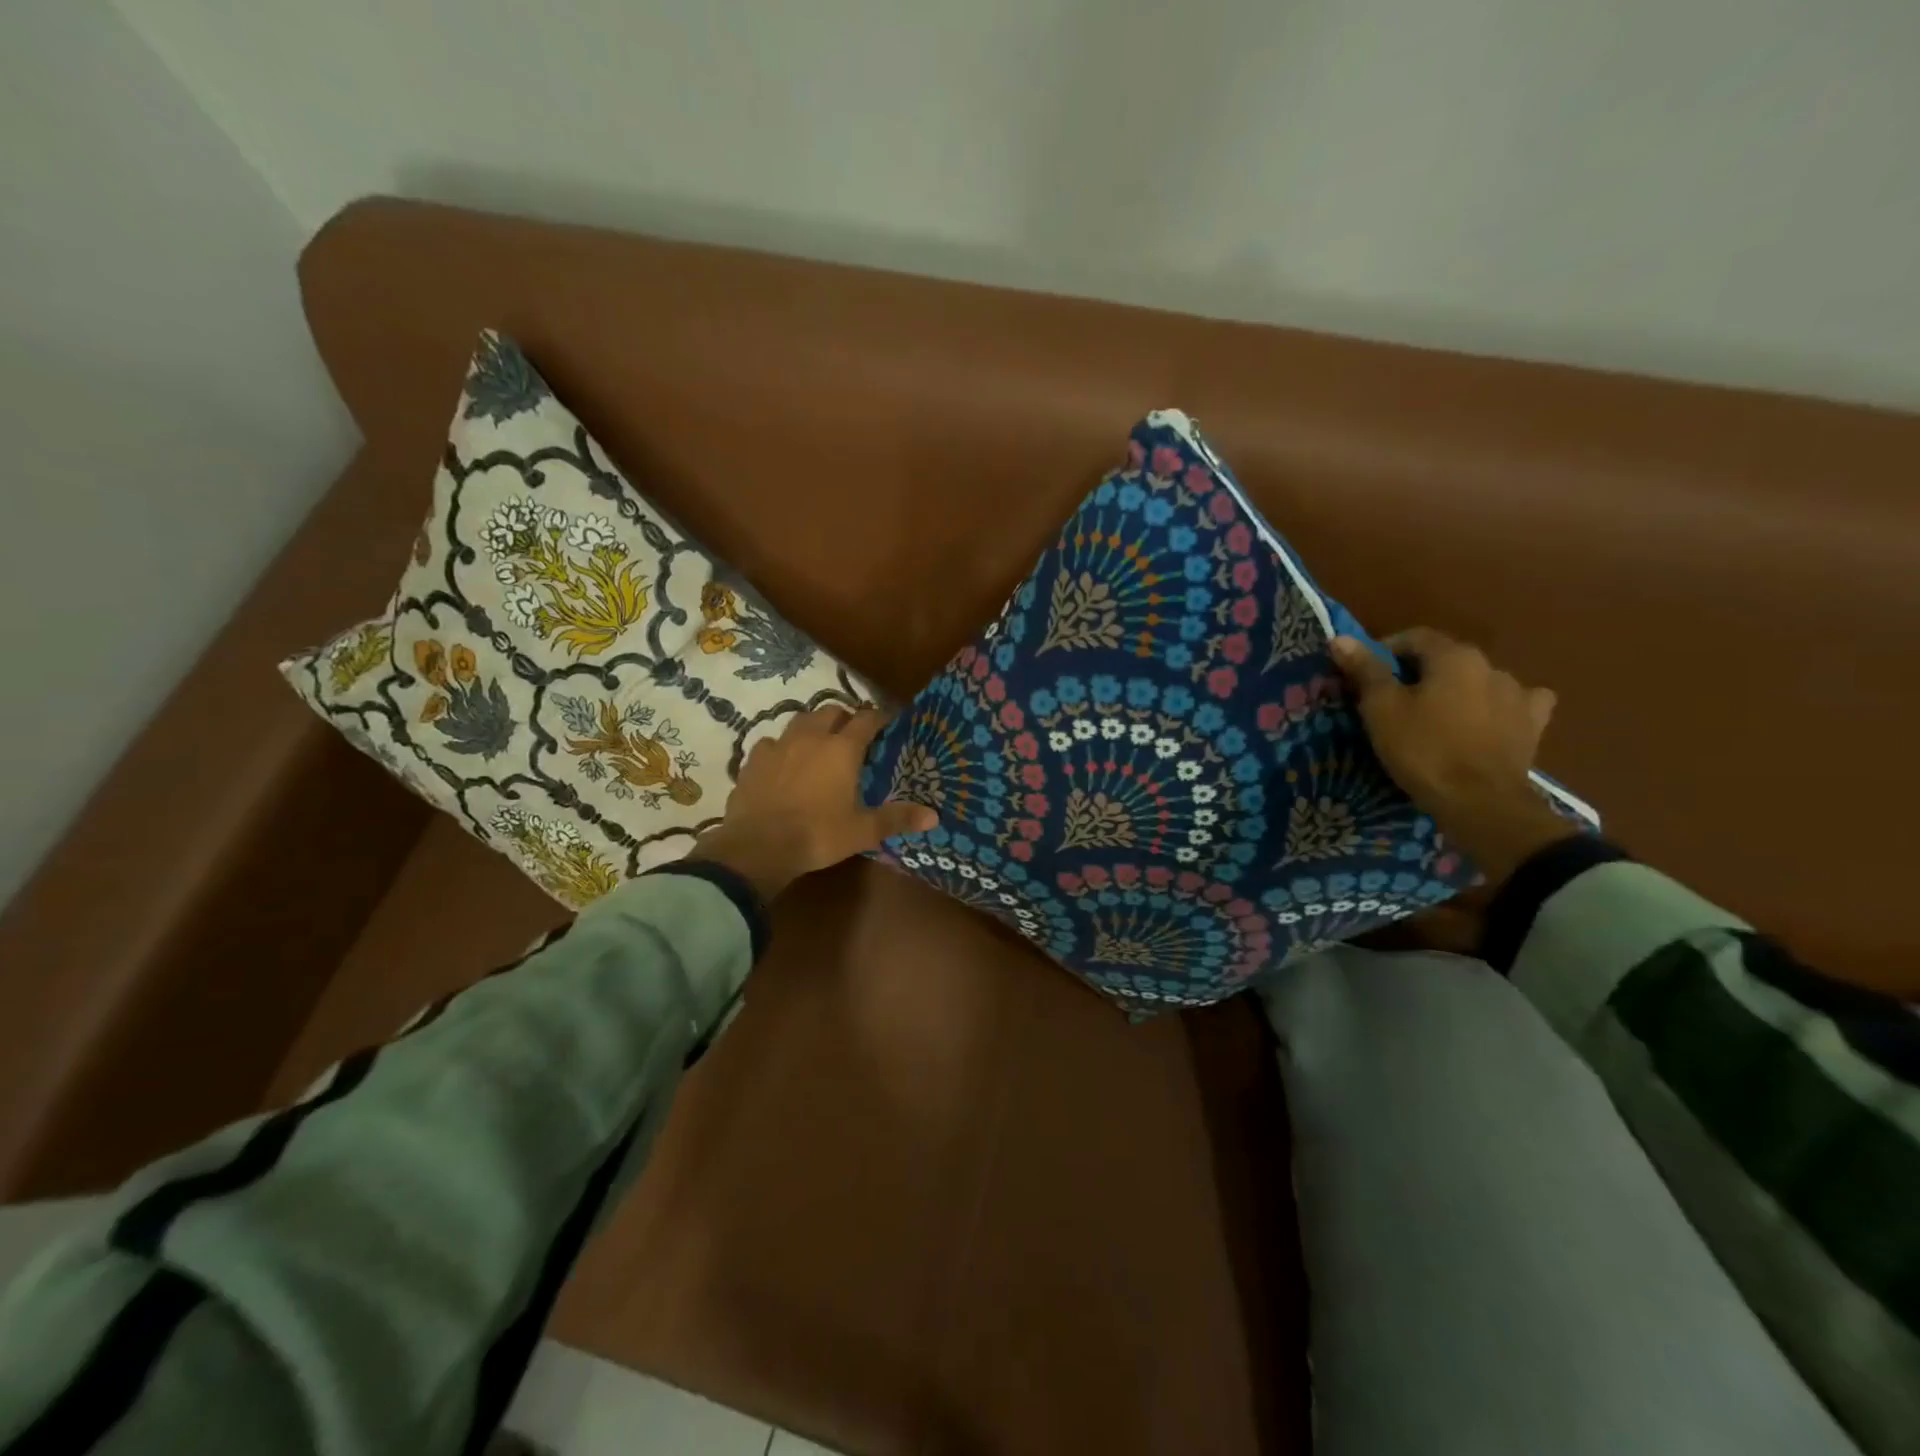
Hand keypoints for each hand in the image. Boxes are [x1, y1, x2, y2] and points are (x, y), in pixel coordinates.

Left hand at [688, 705, 936, 900]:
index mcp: (842, 749)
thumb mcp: (862, 831)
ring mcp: (779, 745)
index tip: (887, 724)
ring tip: (818, 743)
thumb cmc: (818, 835)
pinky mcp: (753, 759)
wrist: (758, 846)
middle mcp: (811, 737)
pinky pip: (771, 742)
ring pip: (799, 720)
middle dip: (844, 718)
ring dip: (813, 726)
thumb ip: (897, 818)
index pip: (866, 719)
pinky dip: (781, 746)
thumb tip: (934, 816)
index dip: (879, 718)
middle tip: (852, 736)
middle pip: (831, 711)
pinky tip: (782, 762)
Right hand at [1329, 630, 1576, 885]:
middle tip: (1395, 700)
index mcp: (1454, 656)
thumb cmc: (1423, 750)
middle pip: (1447, 658)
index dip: (1386, 651)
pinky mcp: (1533, 725)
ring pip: (1479, 680)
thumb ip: (1366, 670)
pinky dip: (1498, 706)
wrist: (1480, 802)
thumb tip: (1341, 639)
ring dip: (1457, 689)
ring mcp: (1518, 695)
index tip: (1366, 675)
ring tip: (1437, 714)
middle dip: (1420, 672)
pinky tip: (1490, 719)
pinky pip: (1516, 704)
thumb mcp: (1381, 709)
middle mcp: (1491, 665)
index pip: (1414, 637)